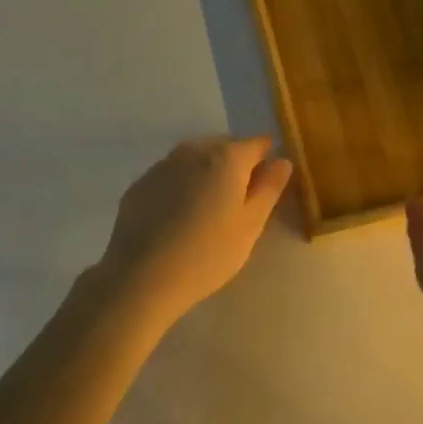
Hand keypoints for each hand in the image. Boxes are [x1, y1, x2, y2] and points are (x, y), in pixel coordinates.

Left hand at [96, 136, 292, 324]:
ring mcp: (163, 165)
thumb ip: (269, 188)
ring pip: (195, 160)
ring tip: (207, 212)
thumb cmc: (208, 253)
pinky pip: (170, 176)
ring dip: (206, 175)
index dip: (266, 161)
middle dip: (236, 167)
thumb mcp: (251, 225)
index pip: (257, 145)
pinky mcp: (140, 185)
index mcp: (227, 157)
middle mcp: (194, 150)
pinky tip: (177, 218)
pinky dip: (180, 187)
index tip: (266, 186)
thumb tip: (282, 161)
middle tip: (237, 204)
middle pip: (224, 148)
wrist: (141, 278)